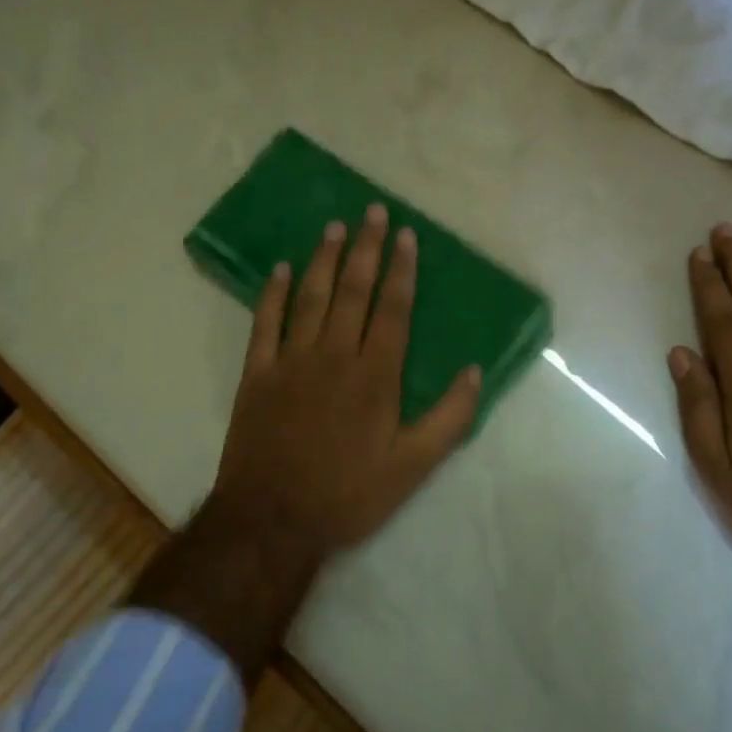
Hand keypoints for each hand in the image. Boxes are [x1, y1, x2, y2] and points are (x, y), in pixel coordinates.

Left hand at [206, 204, 481, 556]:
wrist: (272, 519)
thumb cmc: (349, 494)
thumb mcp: (414, 467)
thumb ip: (449, 418)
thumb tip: (475, 371)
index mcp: (375, 375)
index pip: (393, 309)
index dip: (401, 270)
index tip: (405, 235)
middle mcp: (334, 355)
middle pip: (353, 290)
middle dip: (366, 249)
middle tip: (373, 211)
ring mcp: (291, 362)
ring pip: (311, 297)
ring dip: (324, 259)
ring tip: (334, 226)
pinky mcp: (256, 375)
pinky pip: (265, 324)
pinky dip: (273, 294)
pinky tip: (281, 270)